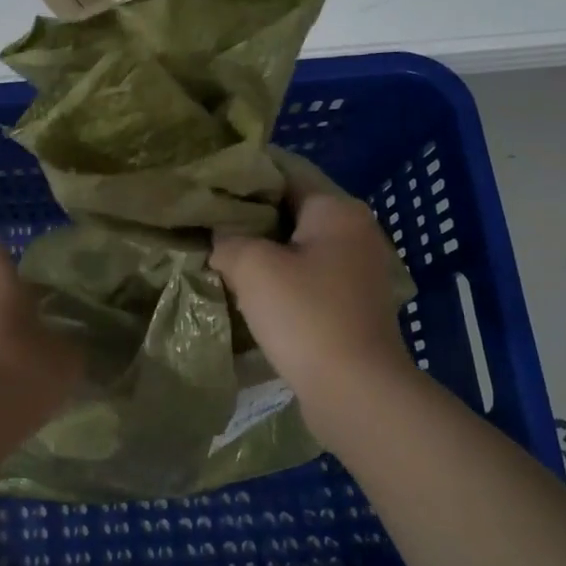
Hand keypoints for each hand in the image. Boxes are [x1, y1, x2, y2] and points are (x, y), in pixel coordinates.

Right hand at [209, 155, 419, 421]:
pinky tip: (248, 292)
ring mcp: (358, 271)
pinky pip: (307, 279)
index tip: (207, 189)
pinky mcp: (352, 305)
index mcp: (338, 210)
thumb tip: (221, 238)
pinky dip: (280, 280)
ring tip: (220, 258)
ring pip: (298, 248)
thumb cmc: (305, 315)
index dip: (243, 179)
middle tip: (207, 226)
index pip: (284, 175)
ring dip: (263, 253)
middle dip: (250, 219)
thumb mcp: (252, 266)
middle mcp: (355, 232)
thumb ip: (228, 239)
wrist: (355, 391)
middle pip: (291, 212)